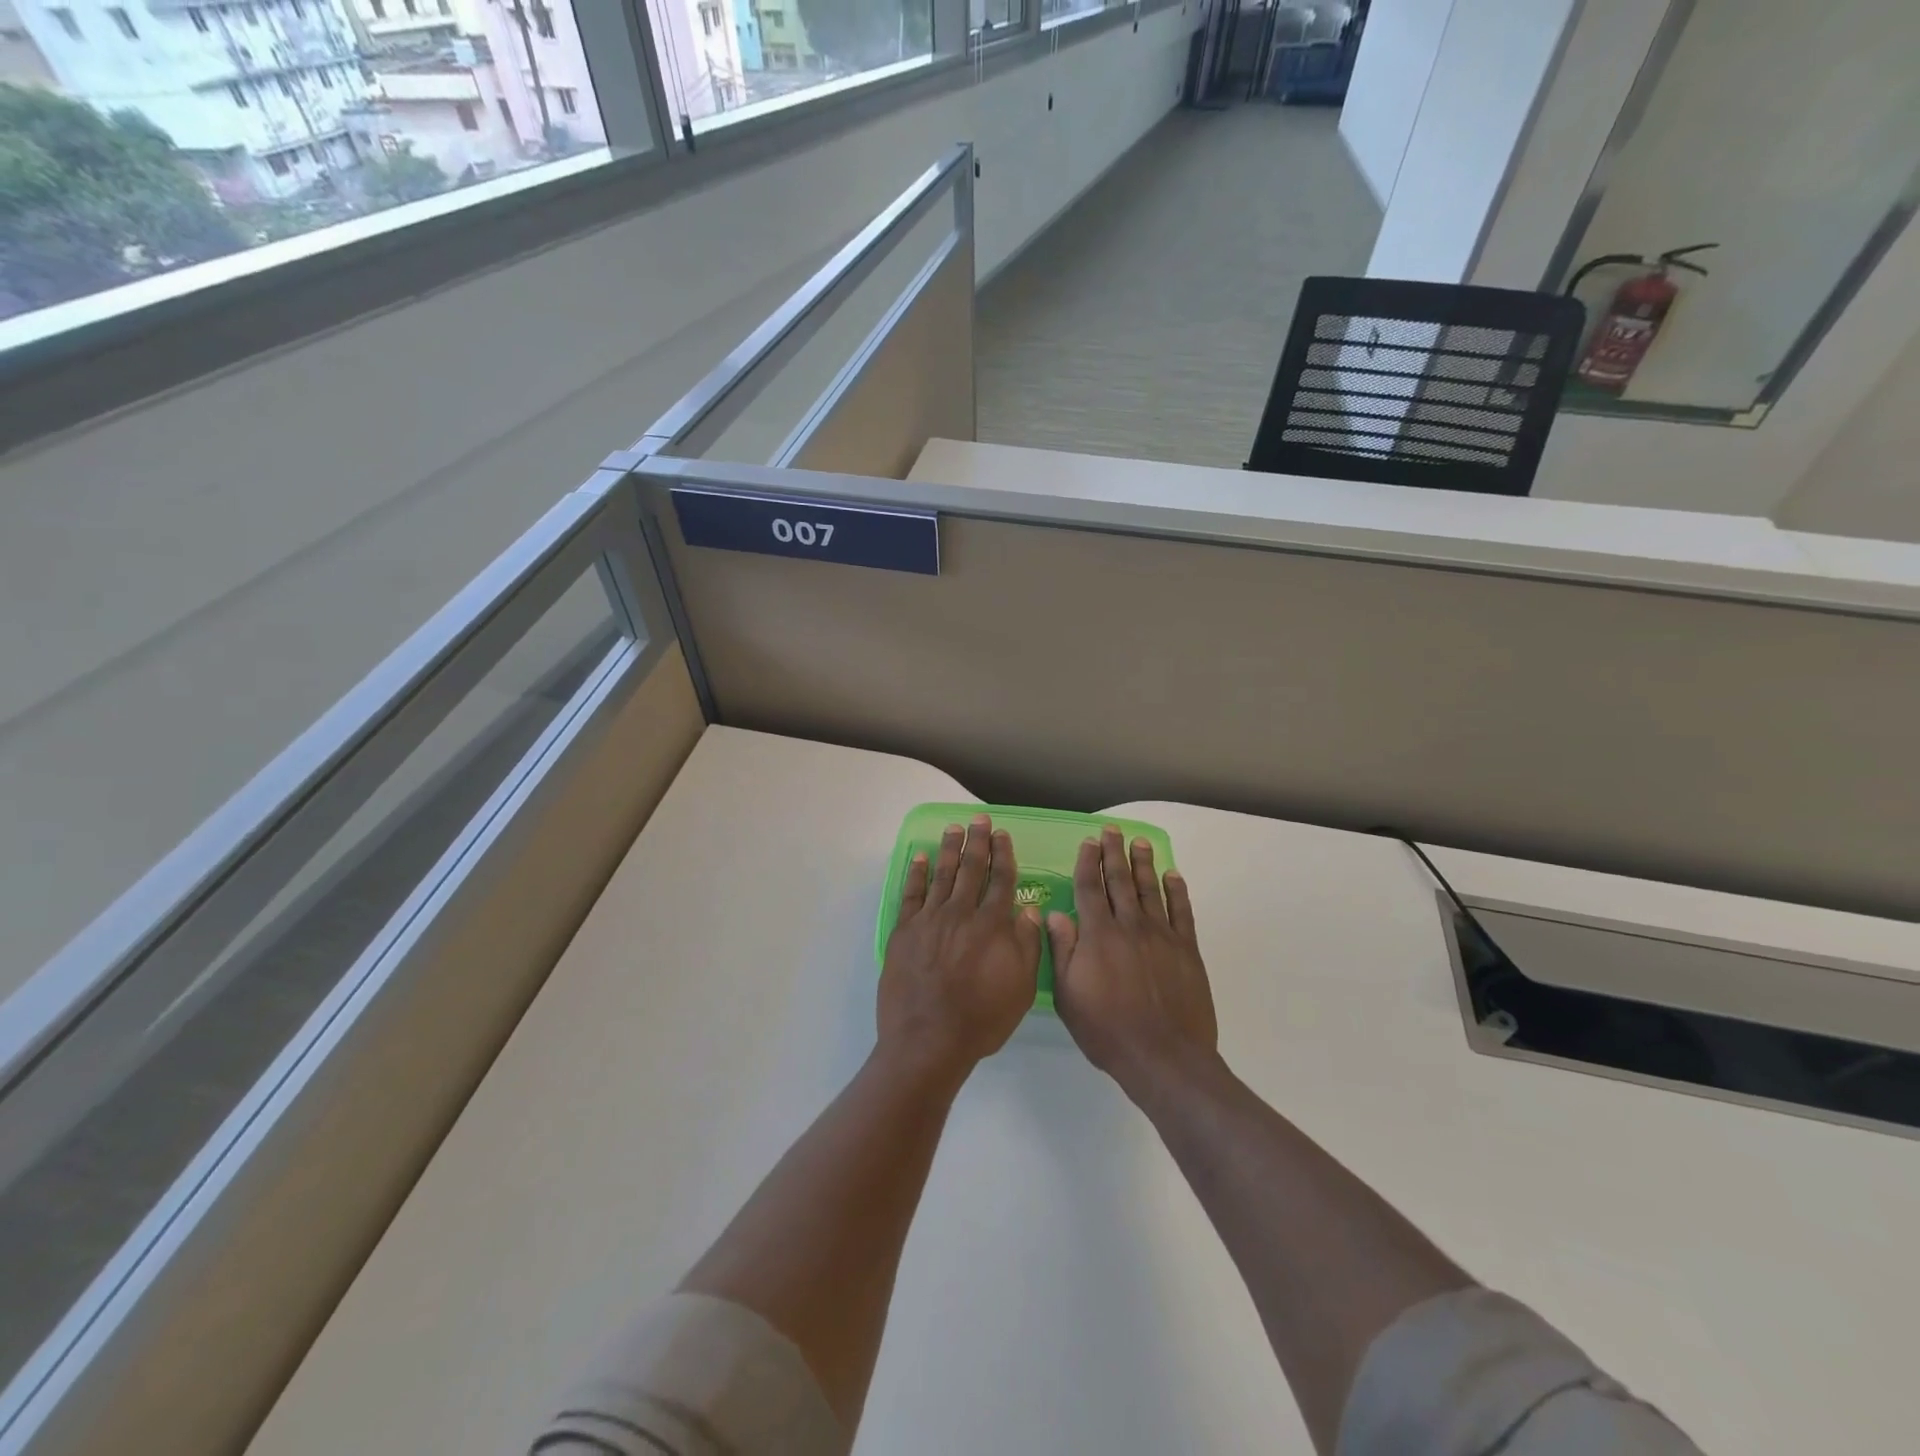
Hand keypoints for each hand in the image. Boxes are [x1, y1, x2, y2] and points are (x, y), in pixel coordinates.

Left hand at [878, 814, 1041, 1084]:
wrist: (928, 1040)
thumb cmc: (981, 1019)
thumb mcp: (1021, 989)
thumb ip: (1026, 945)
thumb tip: (1028, 909)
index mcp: (992, 926)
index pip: (1001, 881)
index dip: (1003, 855)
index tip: (1002, 835)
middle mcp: (961, 913)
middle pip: (971, 869)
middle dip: (977, 842)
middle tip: (978, 819)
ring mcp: (930, 920)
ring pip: (941, 875)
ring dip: (948, 849)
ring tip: (953, 828)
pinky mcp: (904, 931)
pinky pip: (911, 894)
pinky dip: (916, 873)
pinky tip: (919, 858)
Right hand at [1048, 827, 1218, 1096]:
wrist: (1163, 1055)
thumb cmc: (1107, 1029)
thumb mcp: (1068, 995)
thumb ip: (1062, 951)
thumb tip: (1054, 914)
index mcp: (1098, 935)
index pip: (1090, 888)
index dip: (1088, 862)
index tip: (1088, 842)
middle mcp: (1129, 925)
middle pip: (1120, 881)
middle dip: (1115, 853)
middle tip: (1113, 831)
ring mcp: (1161, 935)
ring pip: (1150, 889)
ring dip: (1143, 864)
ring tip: (1140, 843)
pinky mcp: (1186, 949)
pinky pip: (1181, 911)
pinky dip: (1177, 891)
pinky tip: (1173, 876)